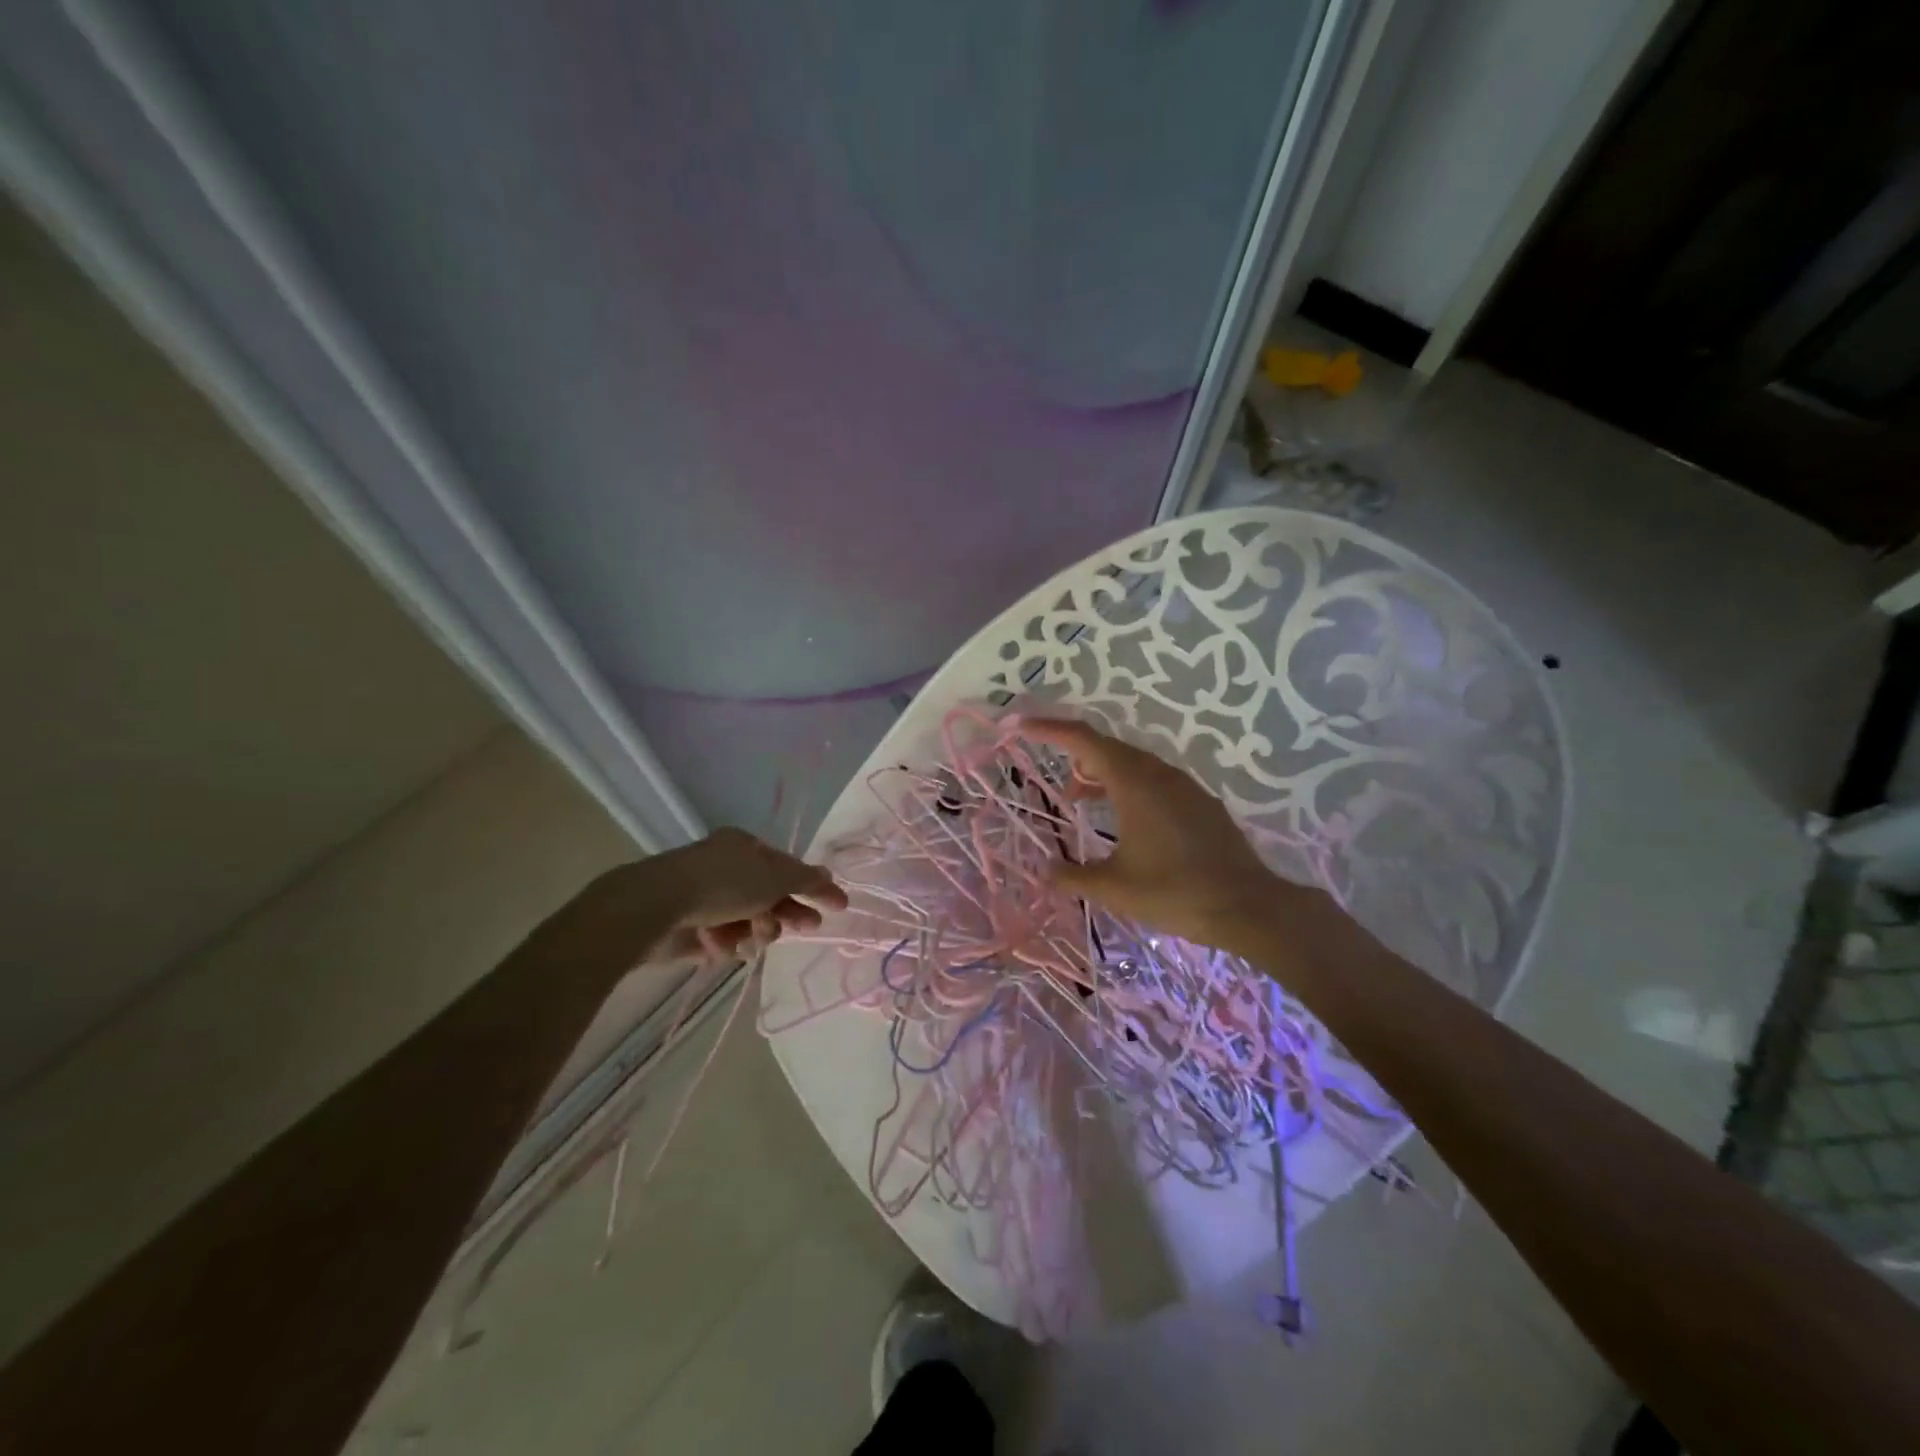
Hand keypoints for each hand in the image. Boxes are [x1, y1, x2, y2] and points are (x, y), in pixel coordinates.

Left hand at [571, 828, 847, 968]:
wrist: (656, 906)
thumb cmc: (723, 883)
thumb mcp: (774, 876)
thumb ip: (806, 879)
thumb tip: (829, 876)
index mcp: (744, 847)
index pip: (787, 867)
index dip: (812, 886)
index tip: (837, 906)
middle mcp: (725, 869)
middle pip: (769, 896)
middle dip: (786, 912)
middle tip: (804, 928)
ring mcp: (705, 898)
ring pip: (747, 921)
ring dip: (755, 930)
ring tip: (750, 936)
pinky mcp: (689, 927)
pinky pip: (722, 939)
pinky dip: (725, 942)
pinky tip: (719, 944)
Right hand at [1022, 717, 1296, 954]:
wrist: (1248, 906)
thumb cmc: (1174, 892)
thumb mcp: (1114, 888)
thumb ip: (1072, 876)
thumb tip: (1044, 871)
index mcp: (1134, 783)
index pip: (1084, 740)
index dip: (1049, 729)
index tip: (1021, 725)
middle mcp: (1159, 774)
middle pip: (1108, 747)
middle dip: (1075, 756)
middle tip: (1055, 783)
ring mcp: (1184, 786)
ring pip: (1133, 764)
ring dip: (1102, 774)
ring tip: (1081, 802)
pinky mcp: (1200, 802)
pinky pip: (1154, 780)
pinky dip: (1128, 786)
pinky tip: (1124, 819)